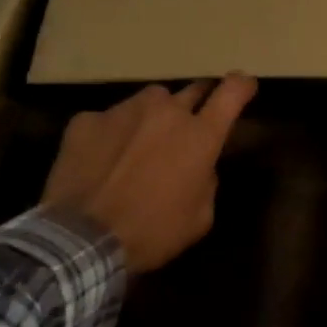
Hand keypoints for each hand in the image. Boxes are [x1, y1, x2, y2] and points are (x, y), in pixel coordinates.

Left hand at [40, 74, 258, 272]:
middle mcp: (165, 111)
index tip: (244, 85)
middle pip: (192, 91)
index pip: (232, 92)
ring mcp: (123, 110)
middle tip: (188, 126)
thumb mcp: (199, 218)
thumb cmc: (152, 233)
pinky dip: (111, 135)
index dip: (241, 85)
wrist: (82, 241)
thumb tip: (199, 165)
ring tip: (139, 145)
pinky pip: (107, 120)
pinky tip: (100, 161)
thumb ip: (206, 180)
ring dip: (152, 117)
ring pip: (149, 101)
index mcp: (199, 135)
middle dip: (196, 104)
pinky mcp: (86, 120)